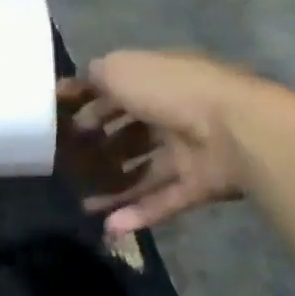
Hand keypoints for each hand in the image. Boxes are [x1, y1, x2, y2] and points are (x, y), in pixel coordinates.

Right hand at [60, 50, 265, 234]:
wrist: (234, 130)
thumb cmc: (171, 92)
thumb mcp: (122, 69)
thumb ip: (96, 75)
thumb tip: (79, 84)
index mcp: (158, 81)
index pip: (117, 92)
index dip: (88, 105)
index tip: (61, 122)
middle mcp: (174, 113)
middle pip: (131, 133)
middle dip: (100, 148)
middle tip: (68, 166)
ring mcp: (189, 150)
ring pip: (144, 170)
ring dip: (114, 187)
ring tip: (82, 204)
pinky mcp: (199, 184)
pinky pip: (163, 200)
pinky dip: (138, 213)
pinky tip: (109, 226)